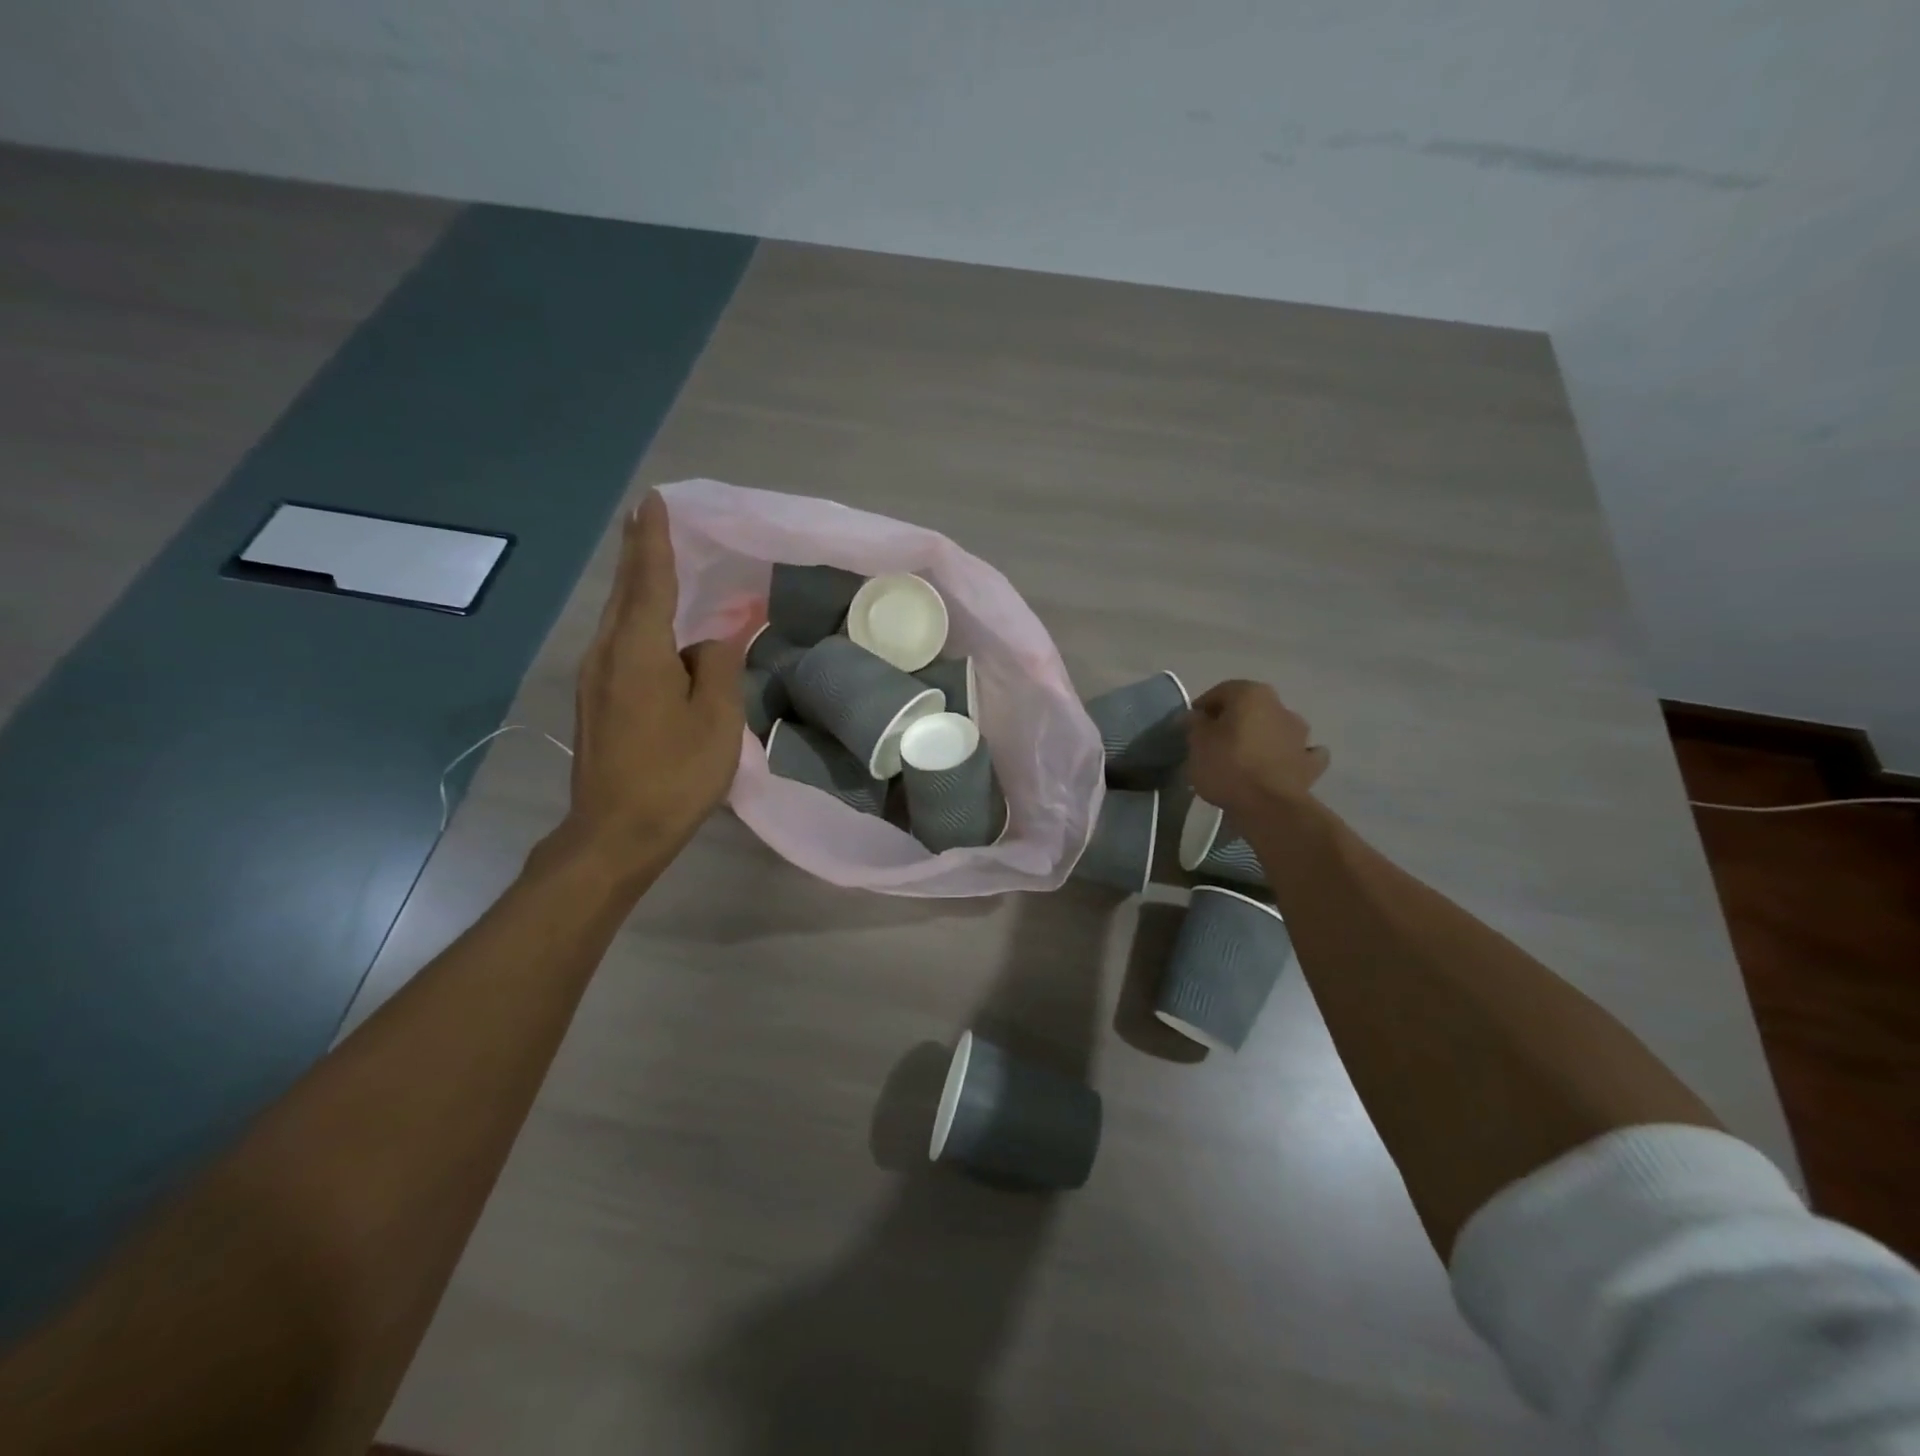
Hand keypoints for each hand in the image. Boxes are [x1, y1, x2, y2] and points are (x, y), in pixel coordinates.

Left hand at [560, 493, 745, 866]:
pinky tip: (658, 628)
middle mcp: (606, 653)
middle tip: (651, 517)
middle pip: (625, 591)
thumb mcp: (716, 719)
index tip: (654, 500)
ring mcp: (595, 678)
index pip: (649, 580)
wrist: (615, 832)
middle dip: (639, 552)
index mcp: (638, 651)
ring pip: (620, 618)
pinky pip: (621, 644)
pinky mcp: (596, 700)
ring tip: (659, 562)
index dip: (654, 539)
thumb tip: (712, 640)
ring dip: (639, 587)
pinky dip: (640, 621)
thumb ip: (717, 666)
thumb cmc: (674, 774)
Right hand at [1187, 680, 1329, 812]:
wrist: (1268, 806)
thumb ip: (1194, 724)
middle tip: (1214, 741)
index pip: (1221, 692)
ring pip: (1275, 727)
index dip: (1203, 707)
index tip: (1192, 726)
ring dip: (1263, 735)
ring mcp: (1300, 735)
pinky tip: (1280, 765)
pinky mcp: (1311, 762)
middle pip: (1250, 708)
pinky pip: (1299, 752)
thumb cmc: (1227, 766)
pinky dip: (1290, 755)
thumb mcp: (1197, 743)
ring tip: (1244, 757)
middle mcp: (1280, 706)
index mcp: (1251, 694)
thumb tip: (1195, 716)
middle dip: (1233, 720)